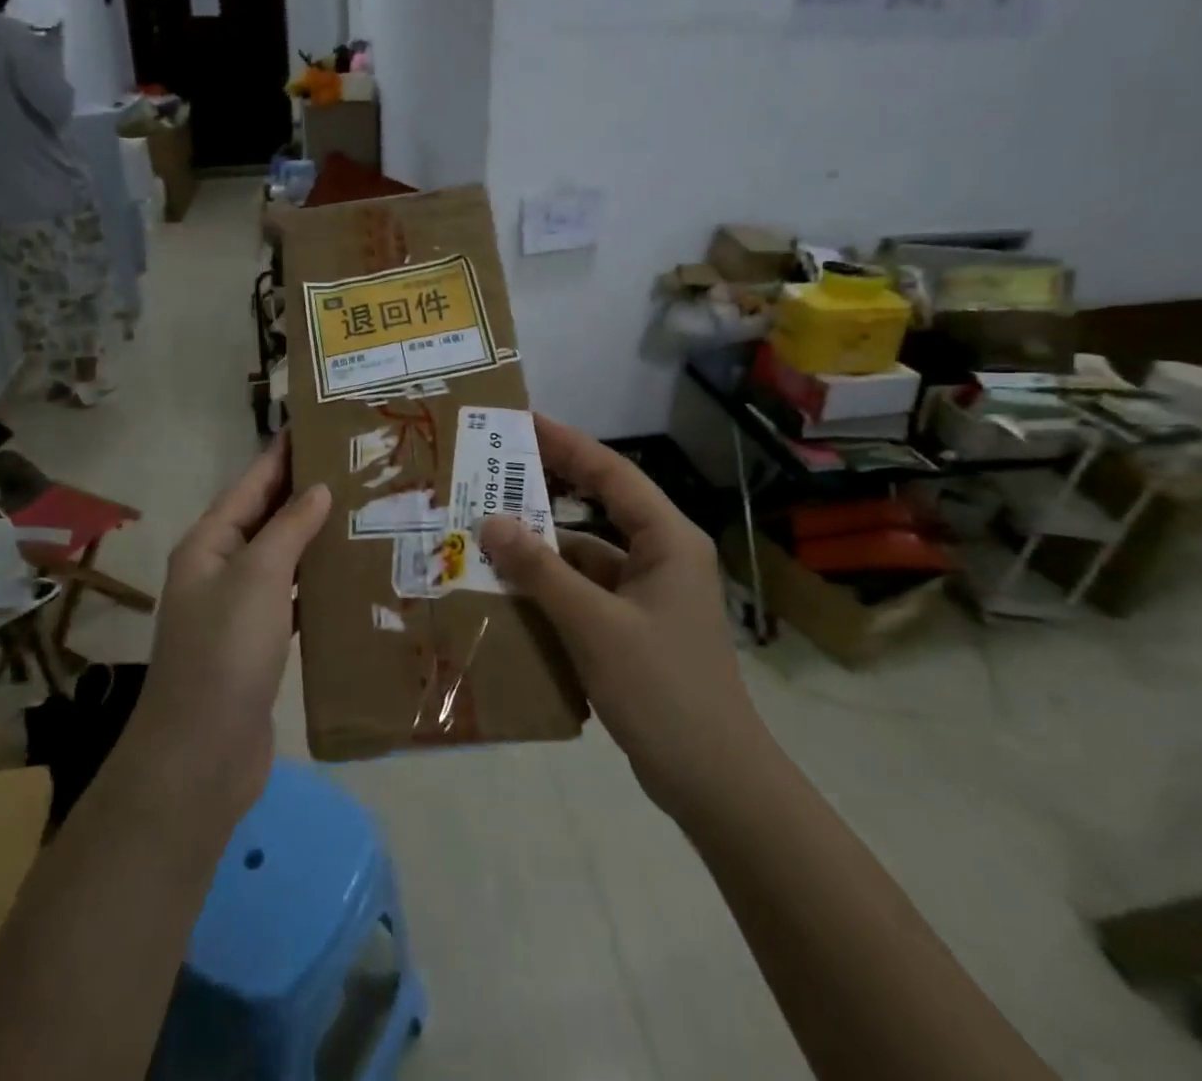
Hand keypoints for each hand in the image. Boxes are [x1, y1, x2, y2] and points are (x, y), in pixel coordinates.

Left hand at [128, 437, 330, 819]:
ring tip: (366, 511)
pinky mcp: (261, 642)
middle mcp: (221, 568)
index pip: (252, 483)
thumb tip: (318, 488)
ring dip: (317, 536)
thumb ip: (288, 528)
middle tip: (359, 467)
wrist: (201, 757)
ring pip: (285, 557)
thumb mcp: (257, 578)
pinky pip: (294, 597)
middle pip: (269, 517)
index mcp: (209, 543)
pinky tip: (354, 574)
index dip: (283, 453)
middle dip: (308, 492)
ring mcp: (240, 607)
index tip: (322, 425)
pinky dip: (319, 583)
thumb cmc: (225, 653)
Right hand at [479, 416, 763, 819]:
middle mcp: (661, 556)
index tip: (523, 421)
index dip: (567, 443)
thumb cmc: (661, 689)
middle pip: (599, 506)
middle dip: (548, 489)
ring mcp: (649, 593)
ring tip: (488, 531)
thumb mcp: (593, 625)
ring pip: (588, 553)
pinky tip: (511, 589)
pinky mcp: (635, 626)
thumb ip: (541, 570)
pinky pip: (586, 590)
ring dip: (543, 546)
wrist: (713, 781)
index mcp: (667, 540)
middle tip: (495, 470)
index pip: (612, 474)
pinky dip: (551, 586)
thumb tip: (492, 521)